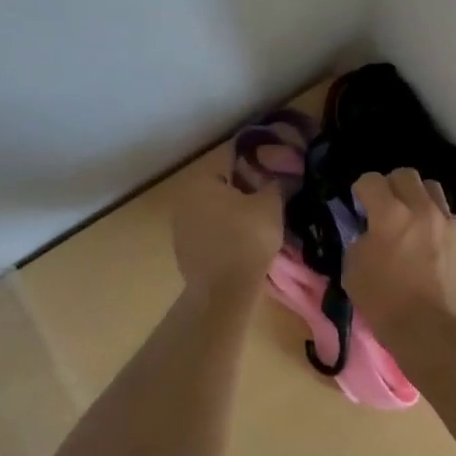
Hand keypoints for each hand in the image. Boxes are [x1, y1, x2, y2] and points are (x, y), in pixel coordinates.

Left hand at [172, 168, 284, 295]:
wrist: (224, 291)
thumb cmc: (247, 238)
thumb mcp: (271, 205)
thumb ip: (273, 184)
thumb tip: (275, 177)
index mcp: (200, 181)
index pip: (231, 163)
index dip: (254, 170)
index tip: (270, 181)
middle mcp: (184, 200)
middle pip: (220, 189)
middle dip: (241, 195)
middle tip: (265, 205)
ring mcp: (180, 228)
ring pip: (213, 213)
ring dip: (231, 217)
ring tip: (256, 229)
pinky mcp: (183, 253)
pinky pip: (209, 236)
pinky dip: (223, 237)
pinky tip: (241, 248)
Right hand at [343, 169, 455, 344]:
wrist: (436, 333)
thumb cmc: (387, 304)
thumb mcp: (354, 271)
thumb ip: (360, 241)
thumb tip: (370, 233)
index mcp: (390, 215)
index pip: (371, 180)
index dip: (361, 189)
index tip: (358, 204)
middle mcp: (422, 209)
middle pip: (406, 175)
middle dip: (391, 185)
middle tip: (384, 207)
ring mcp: (448, 223)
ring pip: (433, 189)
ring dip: (417, 197)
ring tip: (411, 218)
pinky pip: (448, 217)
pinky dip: (436, 221)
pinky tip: (431, 242)